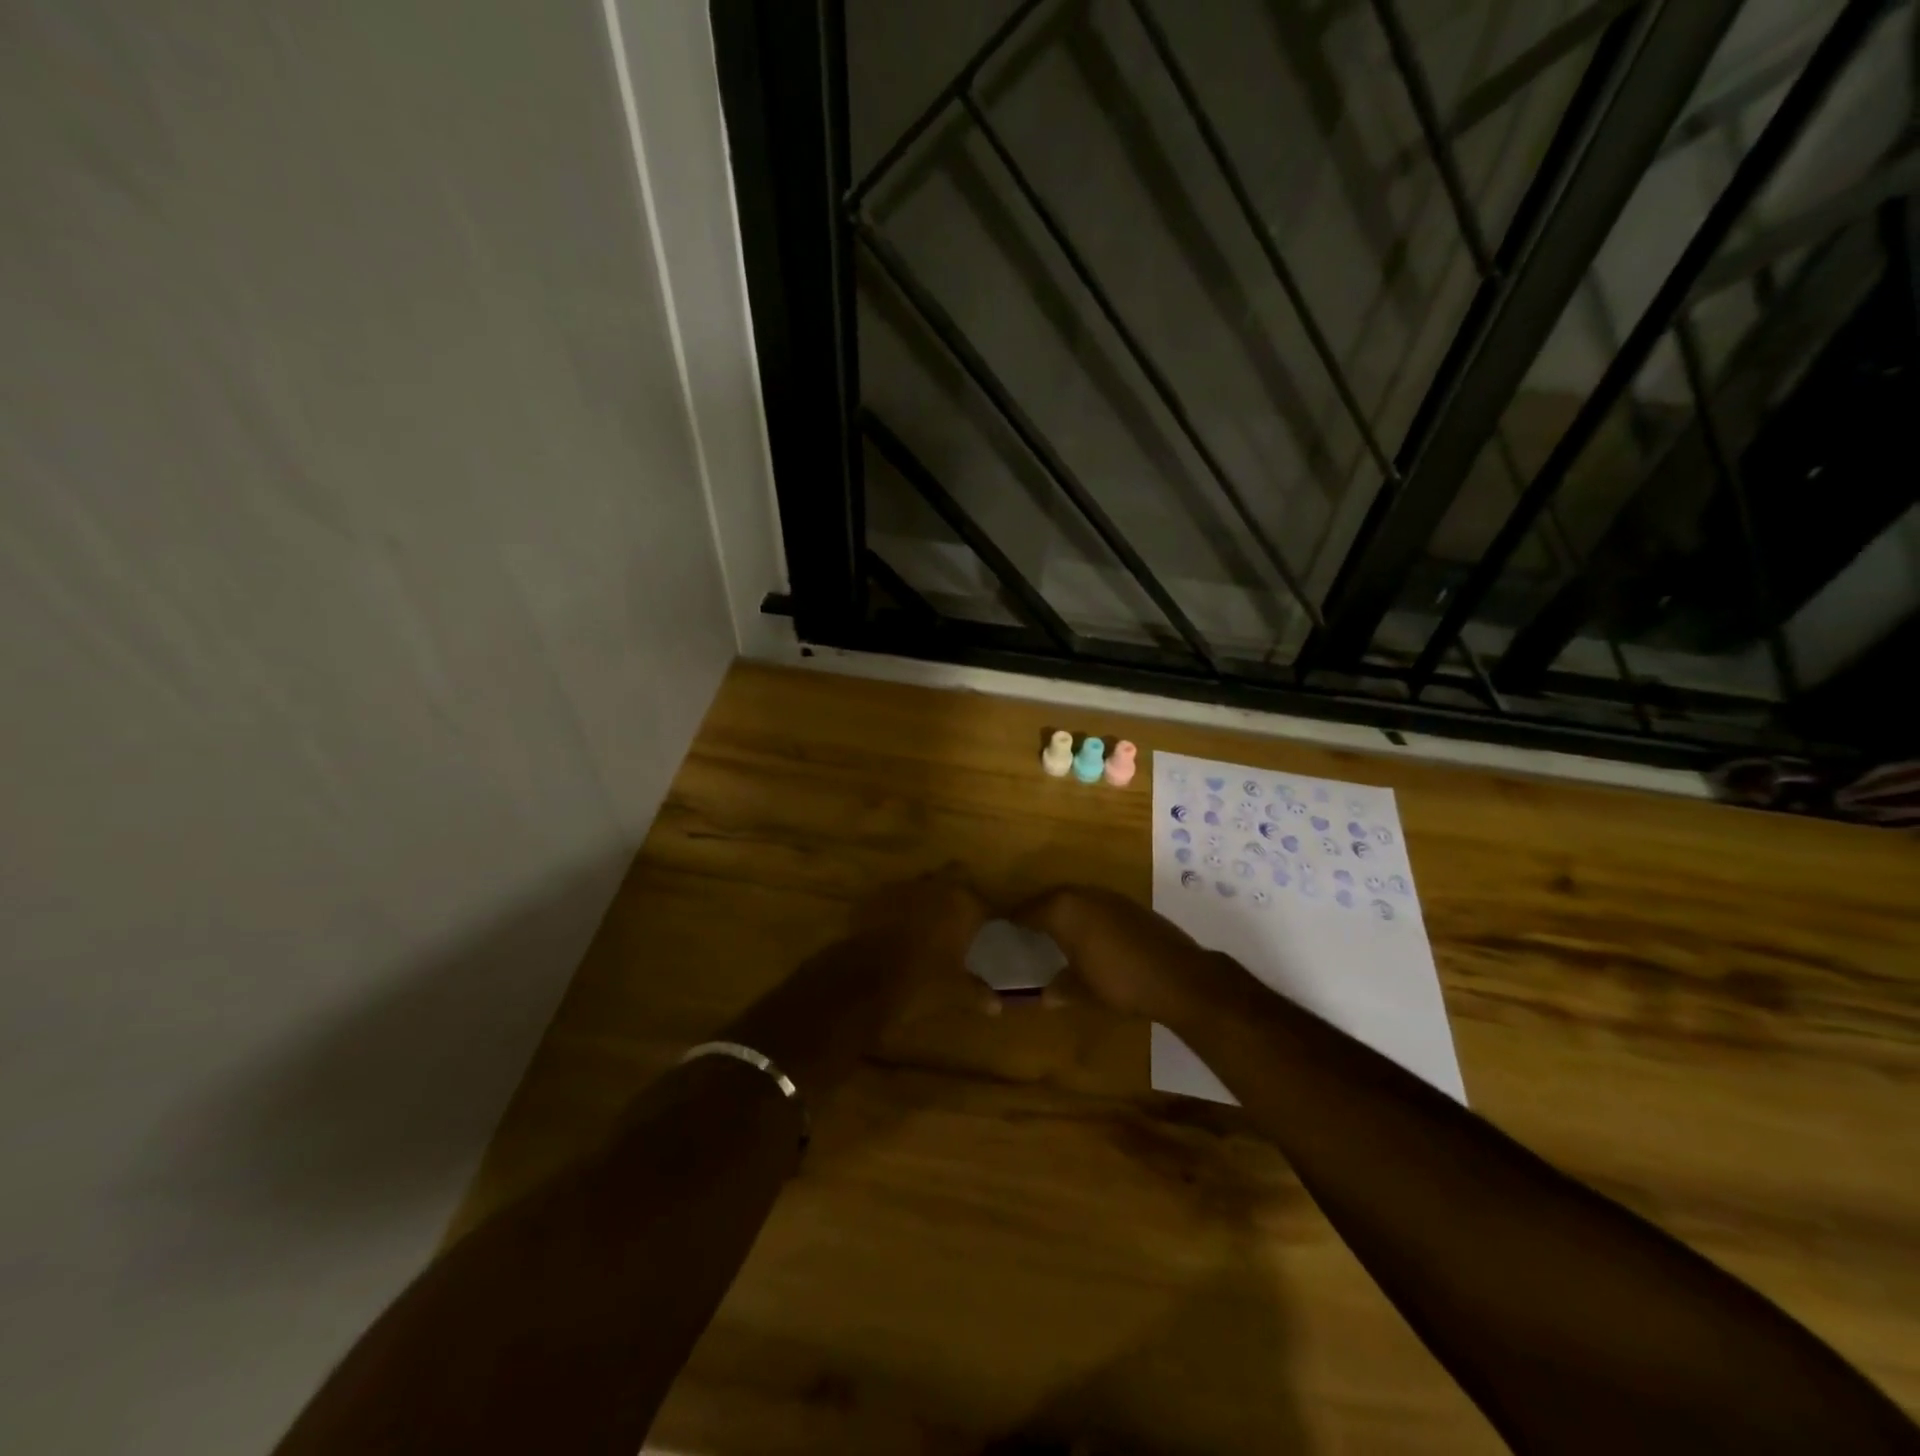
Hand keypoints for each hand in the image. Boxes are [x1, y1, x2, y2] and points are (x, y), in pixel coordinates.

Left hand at [851, 865, 997, 1020]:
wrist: (866, 978)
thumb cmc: (923, 981)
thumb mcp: (956, 992)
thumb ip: (978, 993)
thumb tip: (997, 1006)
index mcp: (963, 904)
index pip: (985, 903)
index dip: (987, 916)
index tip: (987, 927)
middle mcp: (936, 887)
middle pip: (955, 875)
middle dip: (957, 890)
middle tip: (958, 915)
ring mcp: (903, 887)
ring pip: (922, 883)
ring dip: (926, 897)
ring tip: (925, 921)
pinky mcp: (875, 895)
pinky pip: (893, 895)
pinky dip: (898, 907)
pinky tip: (895, 926)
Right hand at [1011, 885, 1221, 1024]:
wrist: (1179, 977)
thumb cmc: (1120, 982)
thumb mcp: (1083, 991)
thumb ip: (1061, 988)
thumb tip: (1044, 995)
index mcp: (1063, 911)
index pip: (1027, 911)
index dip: (1013, 920)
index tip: (1001, 927)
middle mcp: (1083, 895)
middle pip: (1051, 900)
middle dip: (1038, 914)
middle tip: (1026, 931)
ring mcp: (1109, 897)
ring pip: (1076, 900)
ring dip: (1064, 914)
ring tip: (1055, 935)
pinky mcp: (1130, 905)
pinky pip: (1096, 906)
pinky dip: (1087, 917)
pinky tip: (1090, 938)